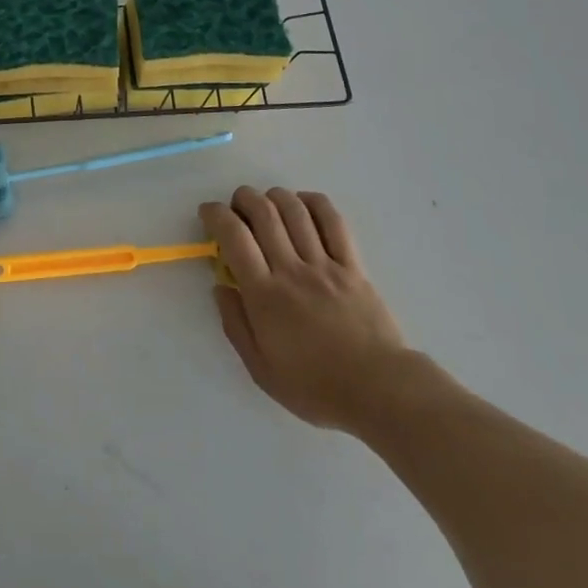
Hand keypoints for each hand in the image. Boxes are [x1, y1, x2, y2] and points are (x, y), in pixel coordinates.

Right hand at [201, 186, 407, 432]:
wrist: (380, 391)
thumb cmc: (316, 387)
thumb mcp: (262, 370)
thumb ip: (235, 325)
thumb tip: (220, 287)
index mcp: (265, 295)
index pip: (235, 237)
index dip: (216, 215)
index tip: (208, 212)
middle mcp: (292, 270)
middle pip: (264, 213)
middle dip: (244, 198)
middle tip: (237, 206)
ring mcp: (325, 264)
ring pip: (295, 210)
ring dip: (275, 196)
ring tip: (267, 202)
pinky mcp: (352, 265)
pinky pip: (333, 221)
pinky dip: (314, 203)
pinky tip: (303, 204)